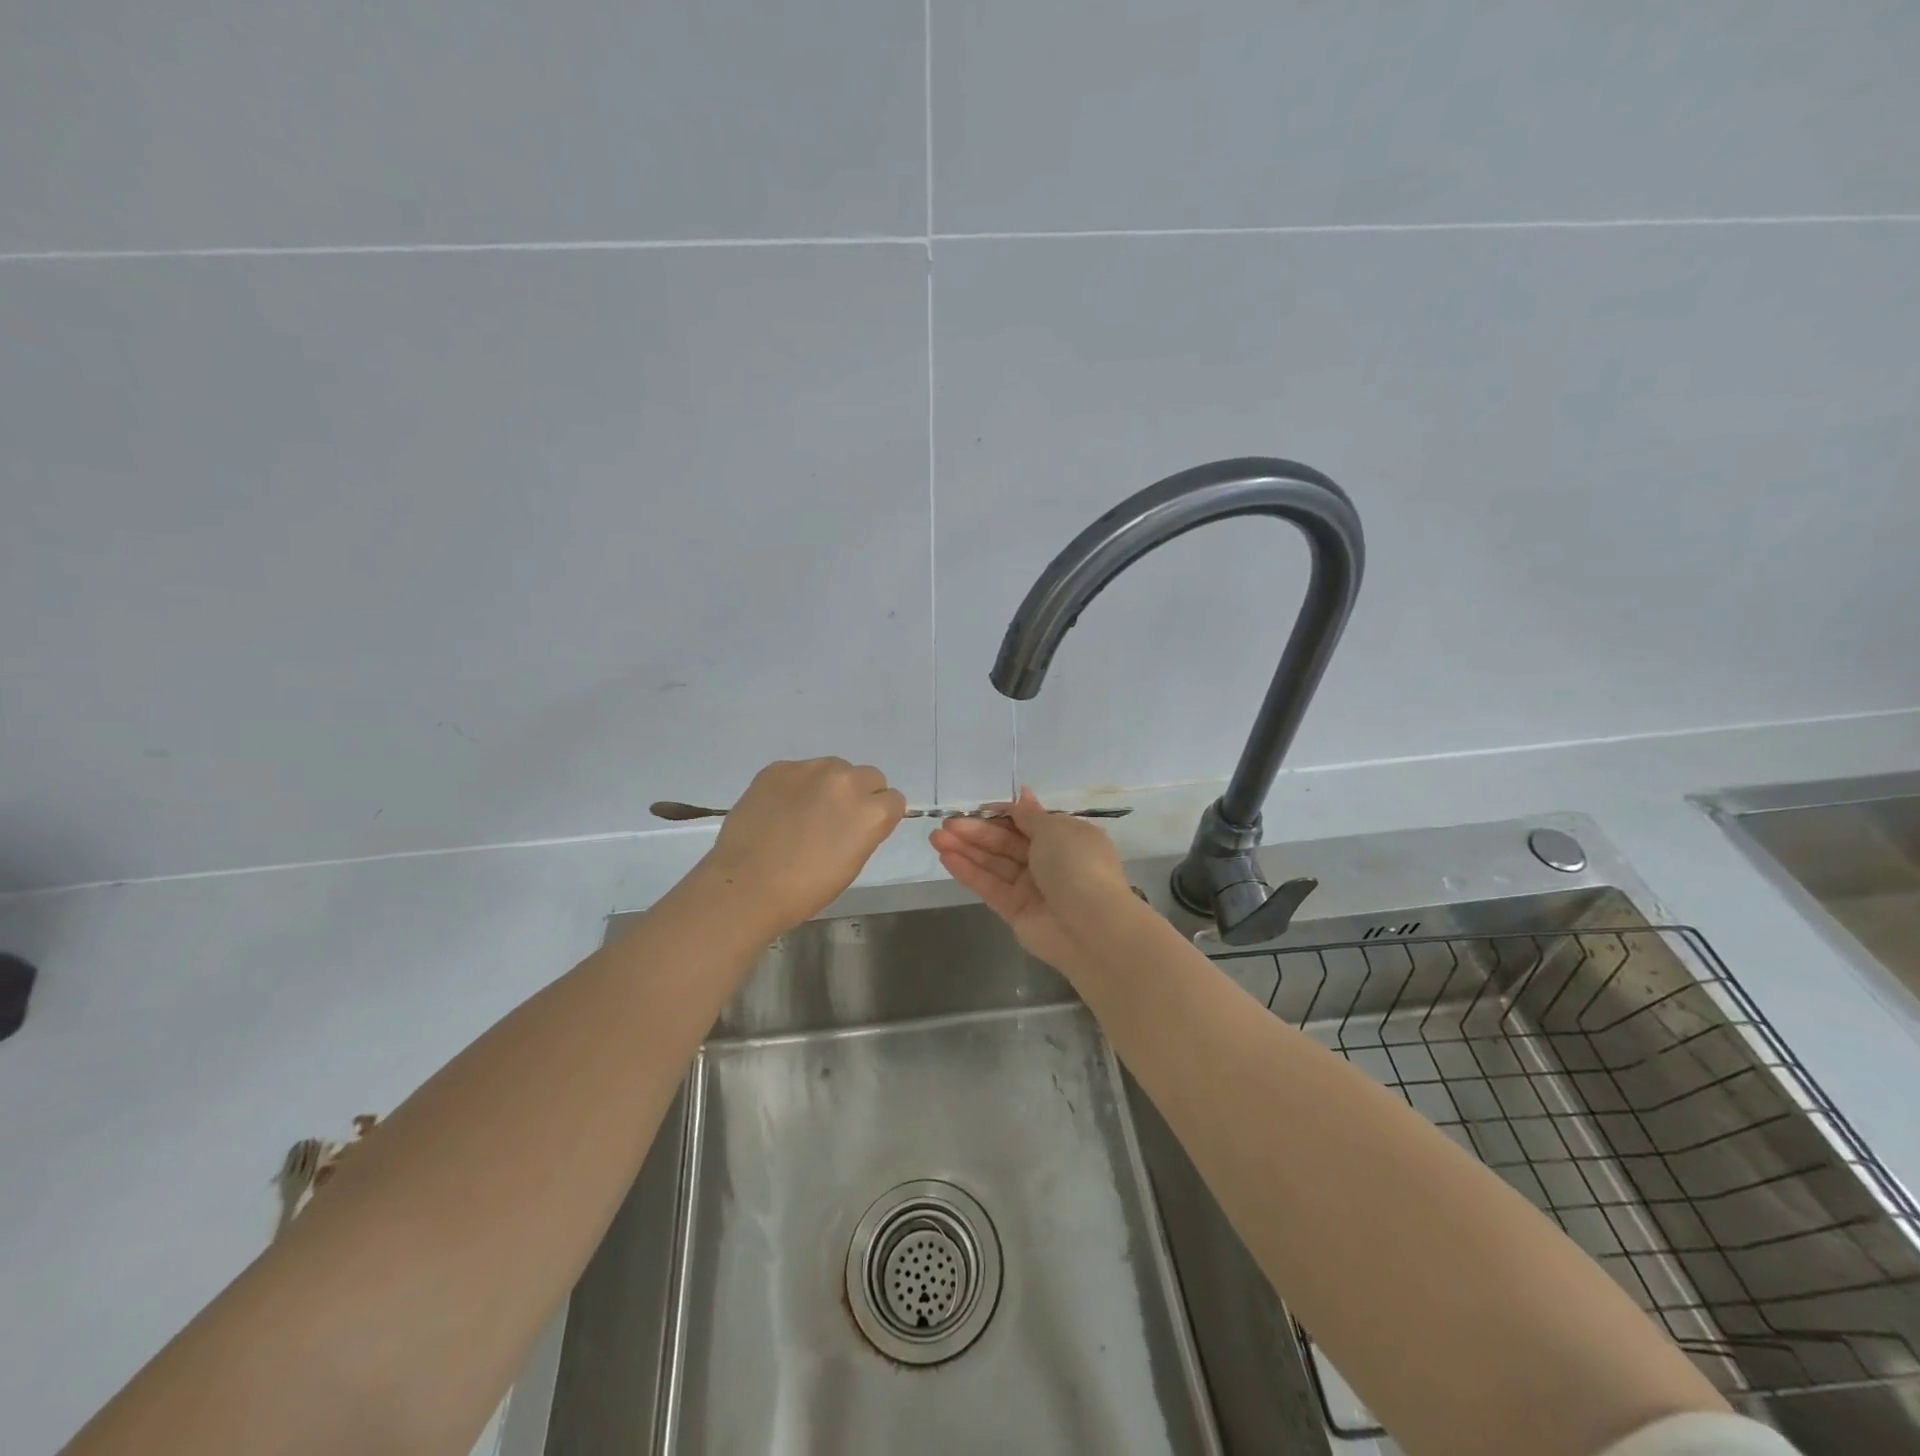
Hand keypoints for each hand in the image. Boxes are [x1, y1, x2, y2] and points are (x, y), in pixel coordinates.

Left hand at [697, 758, 906, 930]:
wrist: (747, 885)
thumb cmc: (805, 889)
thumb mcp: (852, 863)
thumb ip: (865, 830)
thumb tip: (858, 818)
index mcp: (871, 811)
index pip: (893, 799)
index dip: (880, 814)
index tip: (863, 828)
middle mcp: (846, 781)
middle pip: (868, 775)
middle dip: (859, 793)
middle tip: (836, 818)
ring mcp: (810, 769)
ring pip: (834, 767)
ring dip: (828, 785)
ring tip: (805, 811)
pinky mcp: (779, 768)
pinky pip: (799, 770)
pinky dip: (796, 786)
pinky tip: (780, 809)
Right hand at [930, 788, 1139, 970]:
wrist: (1091, 926)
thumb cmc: (1077, 865)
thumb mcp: (1055, 829)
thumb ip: (1030, 815)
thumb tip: (1023, 793)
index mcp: (1065, 837)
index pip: (1027, 821)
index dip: (1001, 814)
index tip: (976, 808)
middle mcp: (1049, 861)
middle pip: (1006, 842)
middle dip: (976, 831)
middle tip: (946, 823)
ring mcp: (1031, 887)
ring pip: (994, 863)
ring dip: (966, 849)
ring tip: (935, 837)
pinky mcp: (1015, 911)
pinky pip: (989, 886)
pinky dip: (968, 872)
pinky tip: (945, 857)